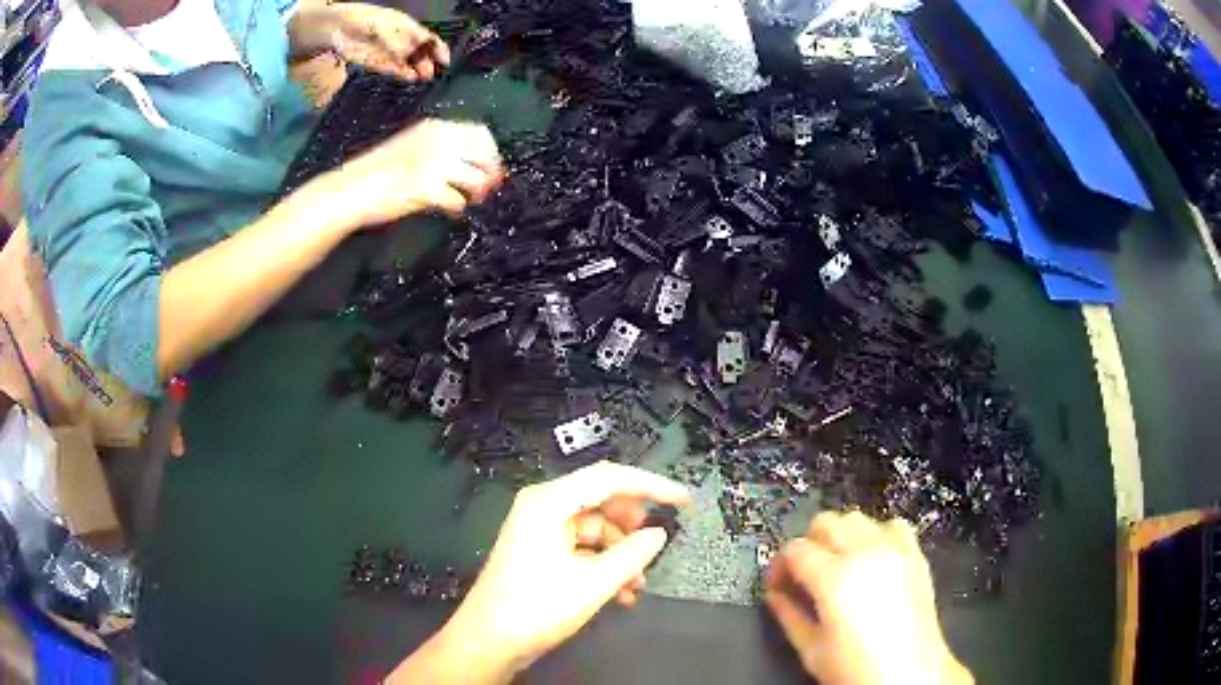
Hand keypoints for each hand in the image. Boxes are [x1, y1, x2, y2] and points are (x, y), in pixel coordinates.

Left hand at [289, 3, 449, 80]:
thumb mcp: (382, 30)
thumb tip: (412, 63)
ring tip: (418, 83)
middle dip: (427, 64)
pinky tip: (403, 81)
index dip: (438, 49)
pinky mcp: (372, 62)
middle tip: (430, 78)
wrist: (330, 28)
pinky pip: (390, 69)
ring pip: (406, 62)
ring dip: (413, 72)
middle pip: (418, 52)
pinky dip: (398, 75)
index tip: (446, 63)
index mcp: (404, 26)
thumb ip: (398, 45)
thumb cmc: (358, 22)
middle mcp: (398, 38)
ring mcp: (386, 51)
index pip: (427, 37)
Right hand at [323, 119, 502, 226]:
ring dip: (477, 193)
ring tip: (469, 201)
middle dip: (492, 173)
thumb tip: (469, 161)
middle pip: (485, 154)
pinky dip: (458, 208)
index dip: (492, 152)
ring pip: (476, 178)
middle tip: (488, 189)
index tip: (493, 167)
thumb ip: (439, 147)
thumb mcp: (410, 145)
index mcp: (435, 128)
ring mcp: (433, 165)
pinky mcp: (427, 189)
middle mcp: (439, 142)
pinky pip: (457, 200)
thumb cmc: (375, 170)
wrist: (349, 190)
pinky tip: (451, 211)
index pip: (480, 132)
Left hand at [415, 462, 689, 681]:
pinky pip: (582, 548)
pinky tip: (621, 593)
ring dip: (621, 553)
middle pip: (601, 501)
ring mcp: (540, 530)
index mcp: (549, 502)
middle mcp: (543, 507)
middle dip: (633, 525)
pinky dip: (604, 565)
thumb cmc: (537, 607)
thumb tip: (658, 535)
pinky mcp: (541, 552)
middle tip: (657, 543)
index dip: (651, 485)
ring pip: (595, 529)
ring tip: (637, 584)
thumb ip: (632, 554)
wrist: (489, 641)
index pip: (609, 478)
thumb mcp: (593, 583)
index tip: (683, 499)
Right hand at [766, 512, 972, 684]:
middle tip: (805, 575)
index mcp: (834, 578)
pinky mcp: (915, 554)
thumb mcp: (812, 650)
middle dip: (808, 544)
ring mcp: (895, 549)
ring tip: (838, 565)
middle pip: (826, 522)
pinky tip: (872, 560)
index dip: (779, 566)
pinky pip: (892, 526)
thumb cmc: (855, 669)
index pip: (795, 549)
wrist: (910, 675)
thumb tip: (774, 595)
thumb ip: (788, 616)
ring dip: (841, 535)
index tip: (778, 586)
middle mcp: (865, 552)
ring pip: (857, 518)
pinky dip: (876, 535)